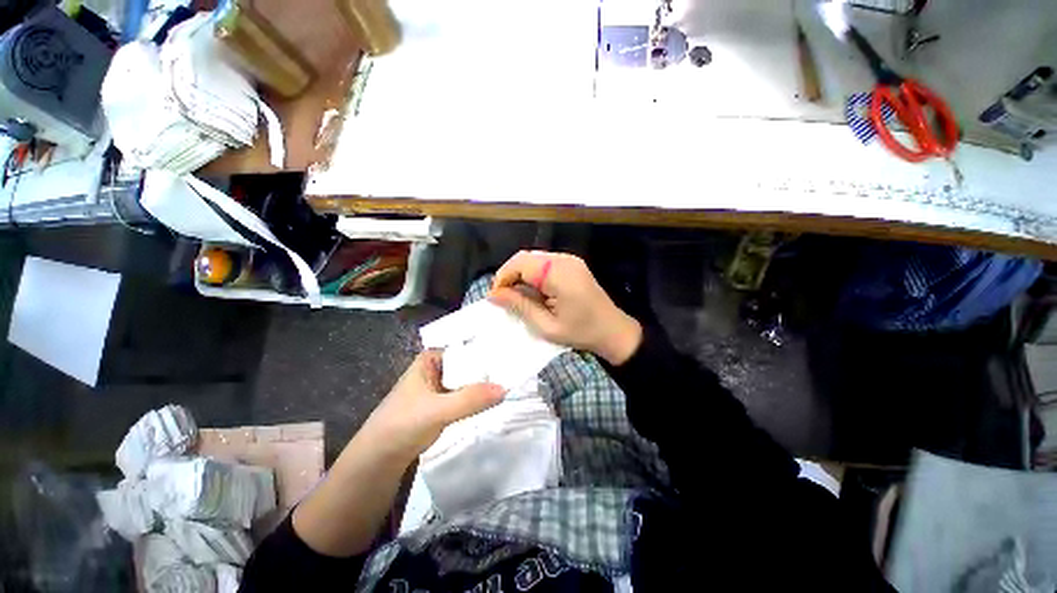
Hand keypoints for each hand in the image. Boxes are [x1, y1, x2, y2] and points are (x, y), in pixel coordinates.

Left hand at [359, 350, 504, 460]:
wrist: (380, 460)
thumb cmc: (402, 425)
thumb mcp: (437, 410)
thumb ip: (469, 399)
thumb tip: (505, 389)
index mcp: (432, 358)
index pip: (466, 348)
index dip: (488, 351)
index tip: (513, 353)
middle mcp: (439, 368)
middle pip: (470, 364)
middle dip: (490, 368)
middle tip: (518, 369)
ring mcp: (442, 387)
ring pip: (470, 380)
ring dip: (486, 384)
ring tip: (514, 381)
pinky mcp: (446, 404)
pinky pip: (468, 395)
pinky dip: (480, 398)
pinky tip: (498, 398)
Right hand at [488, 251, 642, 364]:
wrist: (613, 331)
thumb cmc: (581, 332)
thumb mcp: (546, 326)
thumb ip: (519, 306)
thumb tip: (493, 294)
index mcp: (559, 274)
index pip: (521, 263)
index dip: (503, 277)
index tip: (496, 297)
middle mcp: (564, 260)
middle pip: (526, 257)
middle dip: (510, 275)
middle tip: (504, 297)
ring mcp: (570, 260)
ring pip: (534, 259)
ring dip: (521, 274)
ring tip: (517, 296)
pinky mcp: (572, 264)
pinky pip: (545, 263)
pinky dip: (533, 274)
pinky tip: (533, 291)